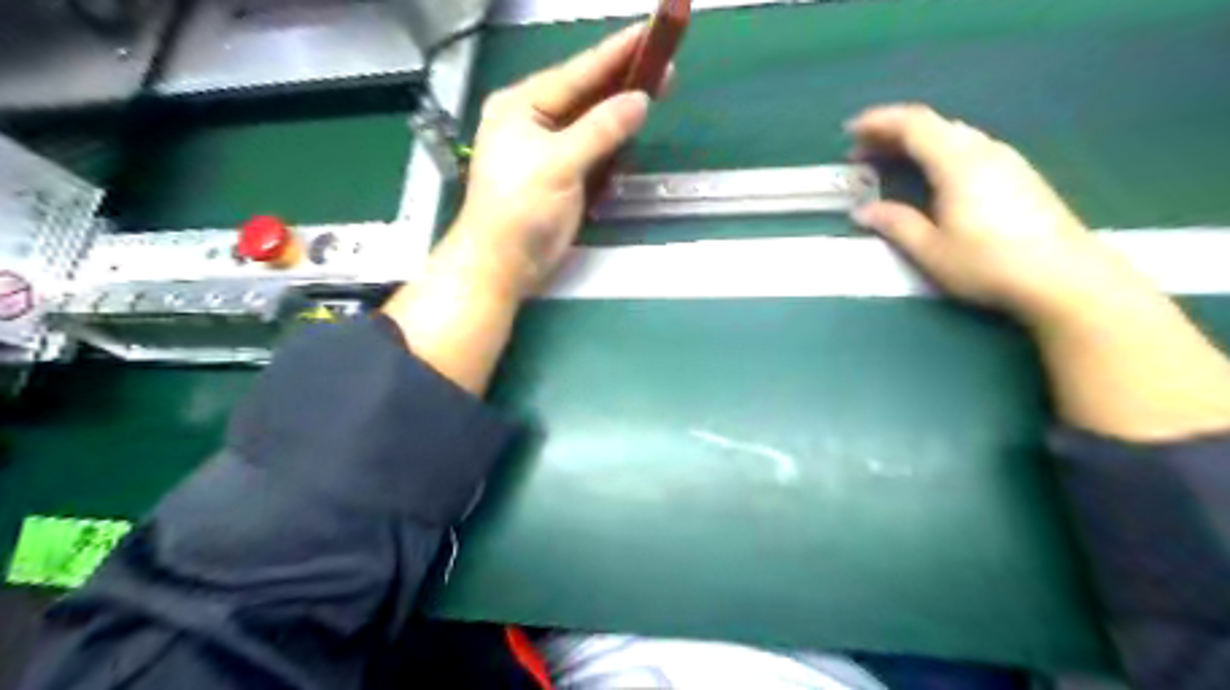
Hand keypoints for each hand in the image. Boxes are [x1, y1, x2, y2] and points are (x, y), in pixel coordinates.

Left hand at [388, 27, 668, 393]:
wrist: (502, 263)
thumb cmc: (519, 209)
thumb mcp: (558, 163)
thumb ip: (599, 130)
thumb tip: (639, 102)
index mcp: (522, 106)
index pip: (577, 73)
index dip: (615, 53)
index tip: (648, 33)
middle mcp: (534, 120)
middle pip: (585, 93)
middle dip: (623, 80)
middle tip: (664, 64)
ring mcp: (548, 149)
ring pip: (591, 121)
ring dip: (621, 110)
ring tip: (657, 89)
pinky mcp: (561, 175)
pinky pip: (593, 148)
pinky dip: (614, 140)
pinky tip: (632, 128)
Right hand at [846, 103, 1144, 326]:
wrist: (1063, 276)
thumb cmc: (988, 263)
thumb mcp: (931, 249)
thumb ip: (896, 224)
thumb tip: (864, 211)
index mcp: (957, 162)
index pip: (913, 124)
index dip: (878, 122)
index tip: (849, 131)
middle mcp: (983, 150)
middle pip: (932, 125)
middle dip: (892, 133)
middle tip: (861, 152)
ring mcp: (1005, 160)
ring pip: (952, 135)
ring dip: (915, 143)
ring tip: (889, 163)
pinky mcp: (1018, 174)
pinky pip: (968, 148)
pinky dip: (937, 152)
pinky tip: (930, 176)